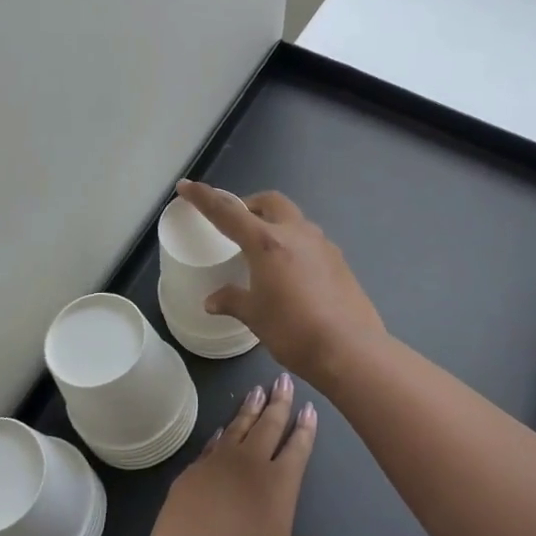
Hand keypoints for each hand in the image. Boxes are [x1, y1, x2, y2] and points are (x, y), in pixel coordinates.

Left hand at [143, 375, 325, 535]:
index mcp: (281, 485)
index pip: (298, 447)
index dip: (305, 427)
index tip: (308, 407)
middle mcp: (253, 465)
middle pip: (270, 425)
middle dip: (279, 401)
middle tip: (284, 380)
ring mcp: (219, 464)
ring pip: (240, 427)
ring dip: (250, 407)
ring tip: (257, 390)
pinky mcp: (192, 471)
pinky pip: (212, 445)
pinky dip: (221, 434)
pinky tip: (224, 428)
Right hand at [176, 181, 387, 385]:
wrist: (350, 348)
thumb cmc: (293, 331)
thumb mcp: (255, 316)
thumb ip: (233, 300)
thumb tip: (212, 300)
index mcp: (267, 242)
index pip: (228, 212)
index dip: (204, 198)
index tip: (186, 186)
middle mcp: (297, 234)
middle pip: (270, 202)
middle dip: (250, 204)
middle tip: (236, 223)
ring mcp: (323, 245)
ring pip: (294, 219)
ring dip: (276, 223)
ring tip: (264, 250)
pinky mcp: (340, 260)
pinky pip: (311, 241)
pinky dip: (295, 244)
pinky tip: (292, 271)